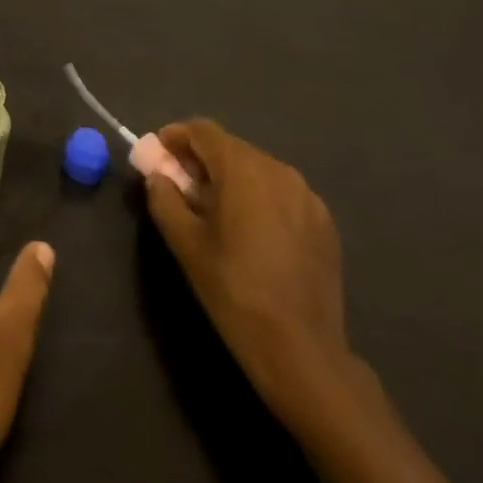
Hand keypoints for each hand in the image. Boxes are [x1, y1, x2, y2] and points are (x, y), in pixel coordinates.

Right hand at [144, 119, 349, 414]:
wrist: (303, 351)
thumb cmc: (234, 291)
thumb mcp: (185, 244)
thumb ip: (164, 199)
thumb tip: (157, 176)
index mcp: (243, 168)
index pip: (203, 131)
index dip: (176, 137)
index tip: (159, 155)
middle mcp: (278, 169)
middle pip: (231, 148)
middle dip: (202, 160)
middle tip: (181, 186)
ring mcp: (307, 195)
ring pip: (257, 169)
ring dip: (231, 179)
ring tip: (215, 212)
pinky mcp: (324, 222)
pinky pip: (282, 194)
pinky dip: (259, 199)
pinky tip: (251, 233)